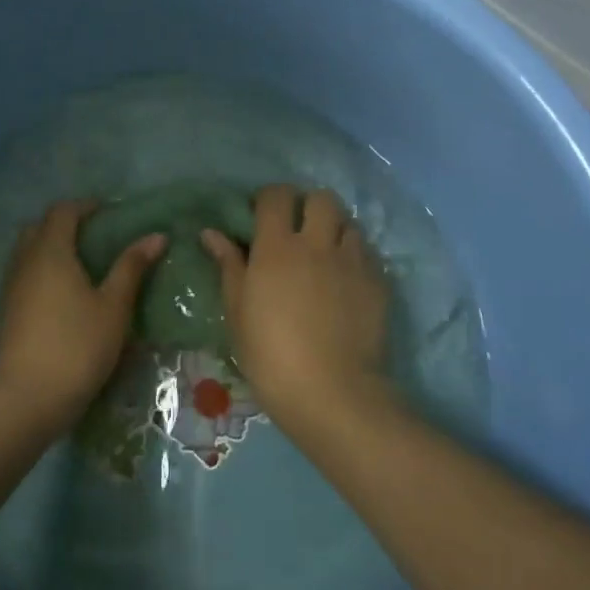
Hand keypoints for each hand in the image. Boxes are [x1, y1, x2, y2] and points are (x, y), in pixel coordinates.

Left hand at [0, 199, 166, 433]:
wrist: (28, 398)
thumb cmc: (78, 346)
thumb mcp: (114, 307)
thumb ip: (131, 267)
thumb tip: (156, 236)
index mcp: (51, 251)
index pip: (62, 211)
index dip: (84, 206)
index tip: (108, 212)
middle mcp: (25, 261)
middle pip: (39, 226)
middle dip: (64, 223)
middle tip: (93, 236)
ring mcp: (10, 286)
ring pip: (26, 251)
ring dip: (49, 246)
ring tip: (79, 264)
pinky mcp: (5, 310)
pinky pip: (21, 274)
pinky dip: (39, 270)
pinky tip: (60, 294)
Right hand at [202, 185, 389, 431]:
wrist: (331, 393)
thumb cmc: (270, 354)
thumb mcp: (237, 311)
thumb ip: (228, 265)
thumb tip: (211, 233)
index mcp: (277, 247)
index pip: (277, 196)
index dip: (268, 198)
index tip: (260, 216)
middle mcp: (317, 244)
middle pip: (320, 198)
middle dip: (307, 205)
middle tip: (297, 229)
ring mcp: (352, 261)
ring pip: (348, 222)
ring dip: (334, 229)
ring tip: (325, 253)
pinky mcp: (378, 282)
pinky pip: (367, 253)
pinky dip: (355, 256)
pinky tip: (345, 280)